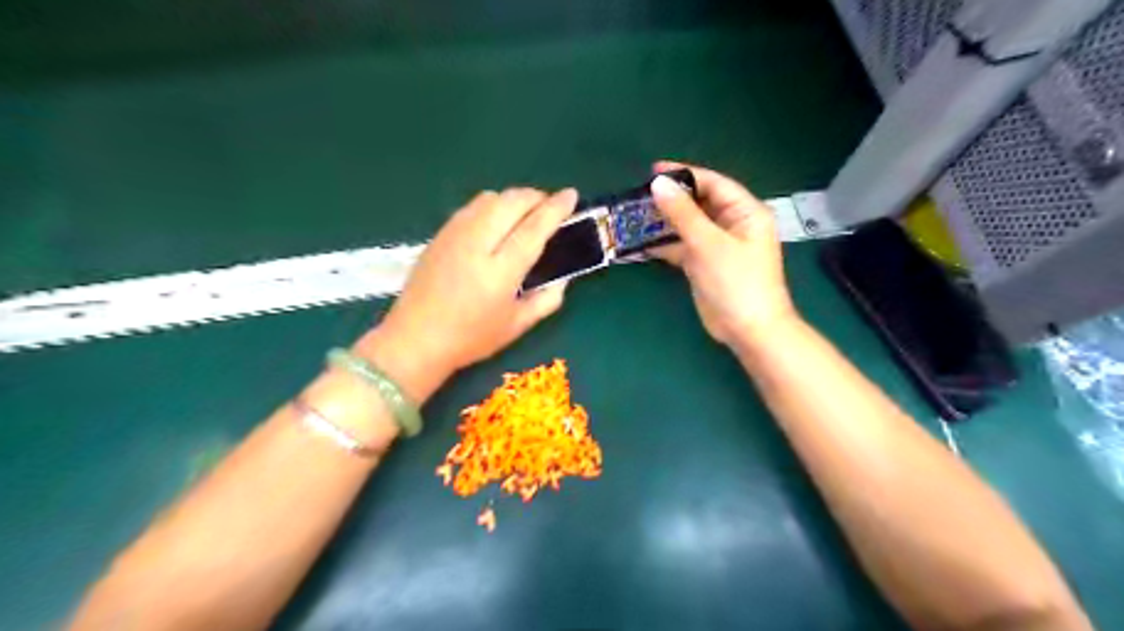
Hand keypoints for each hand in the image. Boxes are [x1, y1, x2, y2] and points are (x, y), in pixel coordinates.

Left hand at [356, 185, 572, 397]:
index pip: (534, 228)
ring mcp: (455, 235)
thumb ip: (546, 301)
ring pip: (490, 198)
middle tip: (549, 207)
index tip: (571, 195)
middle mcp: (477, 244)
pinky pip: (472, 207)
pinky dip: (492, 205)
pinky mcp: (440, 234)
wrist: (415, 339)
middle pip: (512, 202)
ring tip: (524, 213)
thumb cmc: (470, 338)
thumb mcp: (516, 326)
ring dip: (514, 199)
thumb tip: (563, 280)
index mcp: (500, 271)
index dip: (556, 208)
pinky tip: (496, 222)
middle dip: (536, 197)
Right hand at [650, 160, 799, 346]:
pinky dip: (665, 245)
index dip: (684, 175)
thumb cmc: (736, 282)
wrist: (748, 330)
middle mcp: (732, 225)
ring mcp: (718, 246)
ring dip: (665, 222)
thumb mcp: (708, 244)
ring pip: (688, 225)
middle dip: (671, 199)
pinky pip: (683, 247)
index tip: (654, 171)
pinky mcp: (705, 264)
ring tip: (635, 216)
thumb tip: (659, 184)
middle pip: (699, 203)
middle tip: (640, 195)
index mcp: (745, 212)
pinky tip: (642, 243)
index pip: (713, 184)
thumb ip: (682, 213)